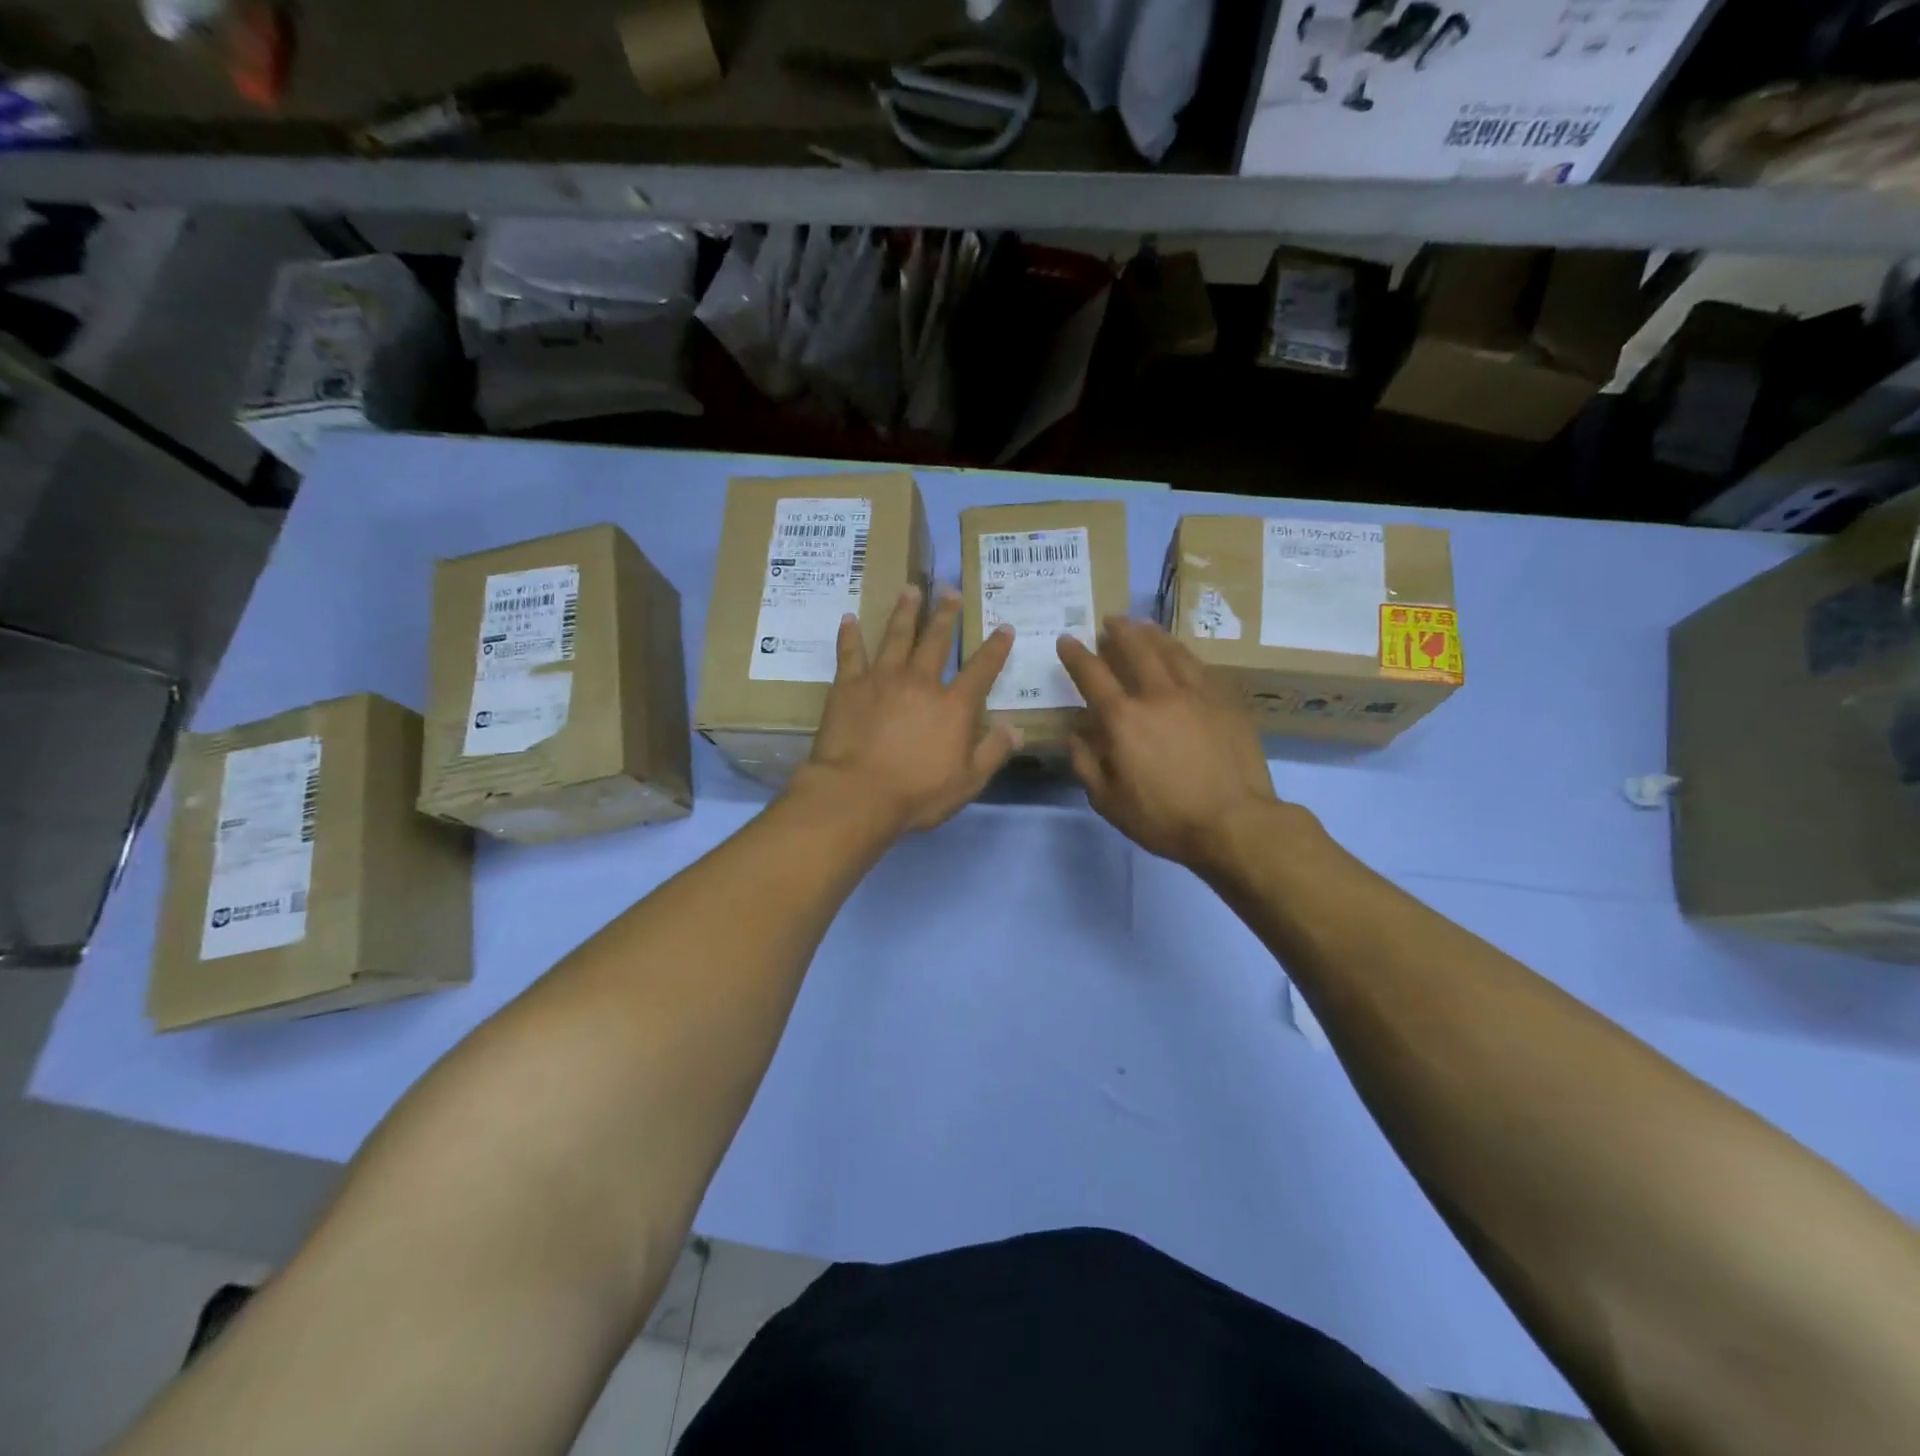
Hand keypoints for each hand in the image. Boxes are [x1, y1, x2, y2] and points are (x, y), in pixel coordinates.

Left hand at [798, 585, 1017, 835]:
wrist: (856, 795)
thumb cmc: (916, 794)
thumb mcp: (967, 781)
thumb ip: (992, 751)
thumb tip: (1016, 728)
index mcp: (953, 706)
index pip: (981, 670)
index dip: (995, 648)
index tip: (1004, 628)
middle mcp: (920, 682)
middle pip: (936, 641)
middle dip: (946, 614)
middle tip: (949, 589)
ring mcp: (882, 679)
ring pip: (896, 636)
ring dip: (905, 612)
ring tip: (911, 590)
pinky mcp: (848, 686)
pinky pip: (850, 653)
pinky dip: (850, 635)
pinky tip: (849, 618)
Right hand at [1057, 618, 1280, 874]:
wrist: (1234, 823)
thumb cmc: (1164, 818)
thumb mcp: (1108, 802)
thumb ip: (1086, 764)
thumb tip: (1074, 736)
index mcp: (1123, 719)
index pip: (1092, 675)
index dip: (1076, 655)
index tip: (1067, 640)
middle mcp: (1158, 695)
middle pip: (1136, 649)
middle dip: (1118, 631)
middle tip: (1110, 621)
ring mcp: (1197, 694)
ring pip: (1172, 651)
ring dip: (1153, 634)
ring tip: (1143, 624)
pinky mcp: (1226, 701)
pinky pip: (1201, 667)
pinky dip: (1184, 655)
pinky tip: (1182, 655)